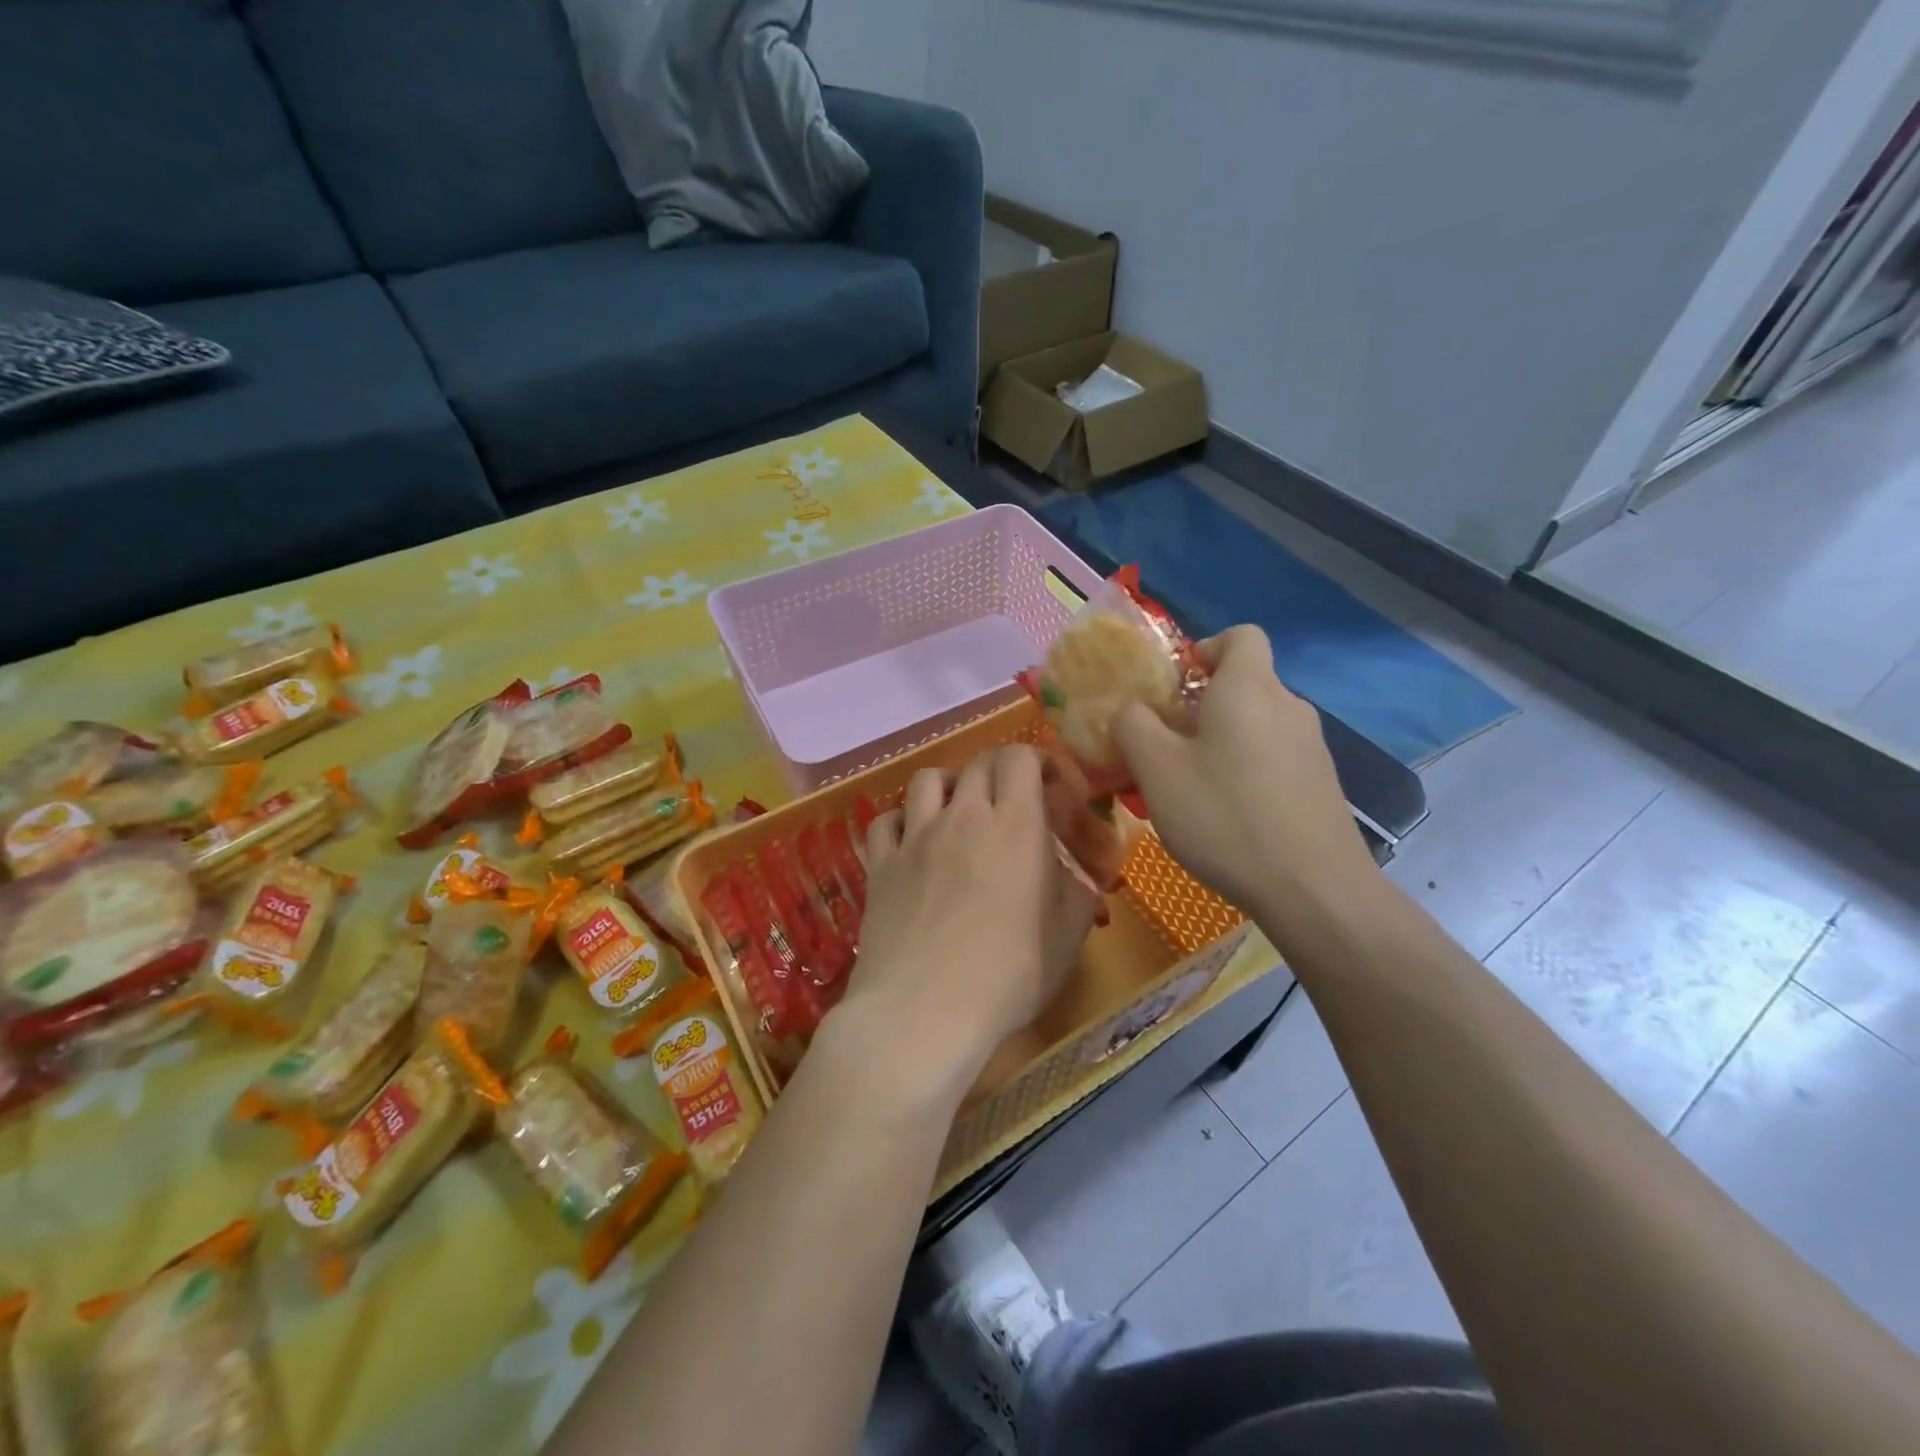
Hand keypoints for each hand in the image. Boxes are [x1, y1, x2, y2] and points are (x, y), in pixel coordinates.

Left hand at [836, 746, 1100, 1104]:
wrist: (924, 1011)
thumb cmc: (1009, 976)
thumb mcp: (1067, 938)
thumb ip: (1077, 895)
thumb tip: (1075, 878)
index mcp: (1015, 826)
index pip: (1020, 758)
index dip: (1037, 761)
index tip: (1051, 787)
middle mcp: (963, 816)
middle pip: (978, 764)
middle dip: (999, 772)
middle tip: (1012, 802)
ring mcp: (915, 837)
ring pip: (927, 779)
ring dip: (949, 785)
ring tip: (959, 810)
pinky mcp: (879, 864)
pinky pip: (886, 820)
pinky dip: (902, 820)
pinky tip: (912, 841)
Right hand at [1113, 625, 1374, 918]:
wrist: (1313, 889)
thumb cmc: (1225, 816)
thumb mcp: (1157, 770)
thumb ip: (1133, 725)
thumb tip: (1131, 709)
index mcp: (1249, 688)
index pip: (1240, 635)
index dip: (1205, 648)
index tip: (1175, 685)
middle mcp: (1288, 706)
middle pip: (1244, 684)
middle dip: (1200, 706)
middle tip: (1166, 747)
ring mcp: (1312, 746)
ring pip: (1257, 725)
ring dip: (1222, 742)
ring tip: (1192, 788)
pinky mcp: (1322, 783)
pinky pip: (1274, 758)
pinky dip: (1247, 770)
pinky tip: (1229, 816)